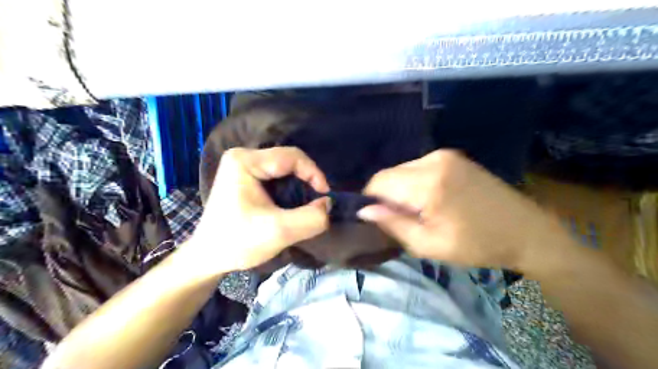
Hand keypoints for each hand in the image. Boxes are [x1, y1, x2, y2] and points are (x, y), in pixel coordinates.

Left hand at [187, 147, 328, 273]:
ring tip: (304, 205)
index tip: (325, 197)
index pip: (292, 157)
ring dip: (300, 185)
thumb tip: (329, 204)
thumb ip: (311, 218)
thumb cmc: (238, 242)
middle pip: (289, 160)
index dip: (314, 174)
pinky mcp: (246, 176)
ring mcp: (243, 166)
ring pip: (285, 168)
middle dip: (307, 181)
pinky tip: (291, 204)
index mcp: (245, 161)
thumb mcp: (279, 232)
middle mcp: (243, 156)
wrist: (208, 257)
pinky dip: (290, 188)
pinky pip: (278, 176)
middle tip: (316, 202)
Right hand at [357, 148, 561, 270]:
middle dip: (388, 195)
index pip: (379, 181)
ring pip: (403, 170)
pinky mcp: (453, 156)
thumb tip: (364, 210)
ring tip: (420, 211)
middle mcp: (434, 160)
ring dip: (401, 189)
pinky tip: (432, 200)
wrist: (527, 232)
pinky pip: (419, 167)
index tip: (379, 218)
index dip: (371, 199)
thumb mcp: (429, 244)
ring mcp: (445, 155)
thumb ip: (393, 224)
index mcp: (428, 183)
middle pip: (390, 173)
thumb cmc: (477, 245)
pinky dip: (415, 183)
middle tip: (403, 219)